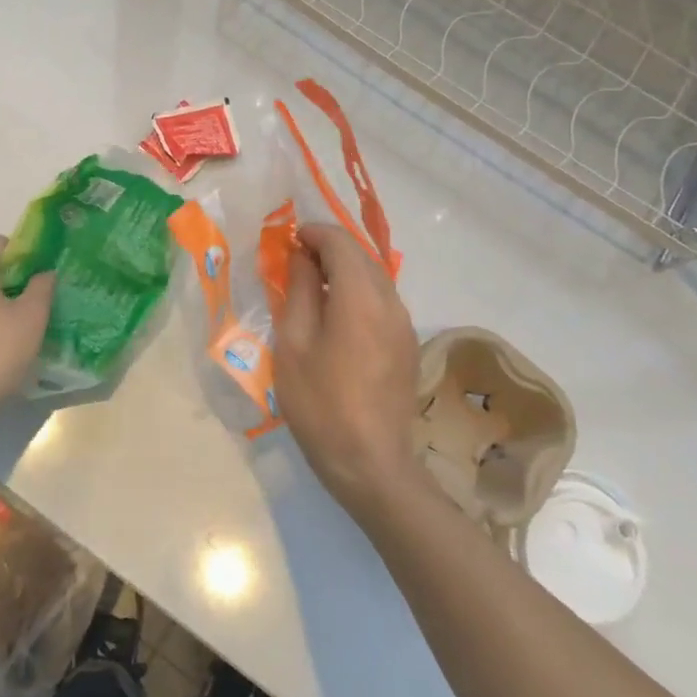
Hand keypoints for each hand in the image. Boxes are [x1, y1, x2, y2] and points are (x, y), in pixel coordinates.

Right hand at [275, 223, 422, 518]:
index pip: (341, 243)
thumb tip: (302, 257)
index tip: (288, 240)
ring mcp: (405, 325)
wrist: (370, 462)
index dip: (314, 233)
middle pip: (362, 257)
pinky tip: (336, 317)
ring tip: (313, 288)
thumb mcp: (294, 344)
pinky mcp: (408, 346)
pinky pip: (382, 303)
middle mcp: (391, 303)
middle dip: (329, 249)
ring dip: (345, 272)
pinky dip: (358, 294)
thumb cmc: (320, 403)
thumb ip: (300, 291)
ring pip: (375, 279)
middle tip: (295, 262)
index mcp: (361, 298)